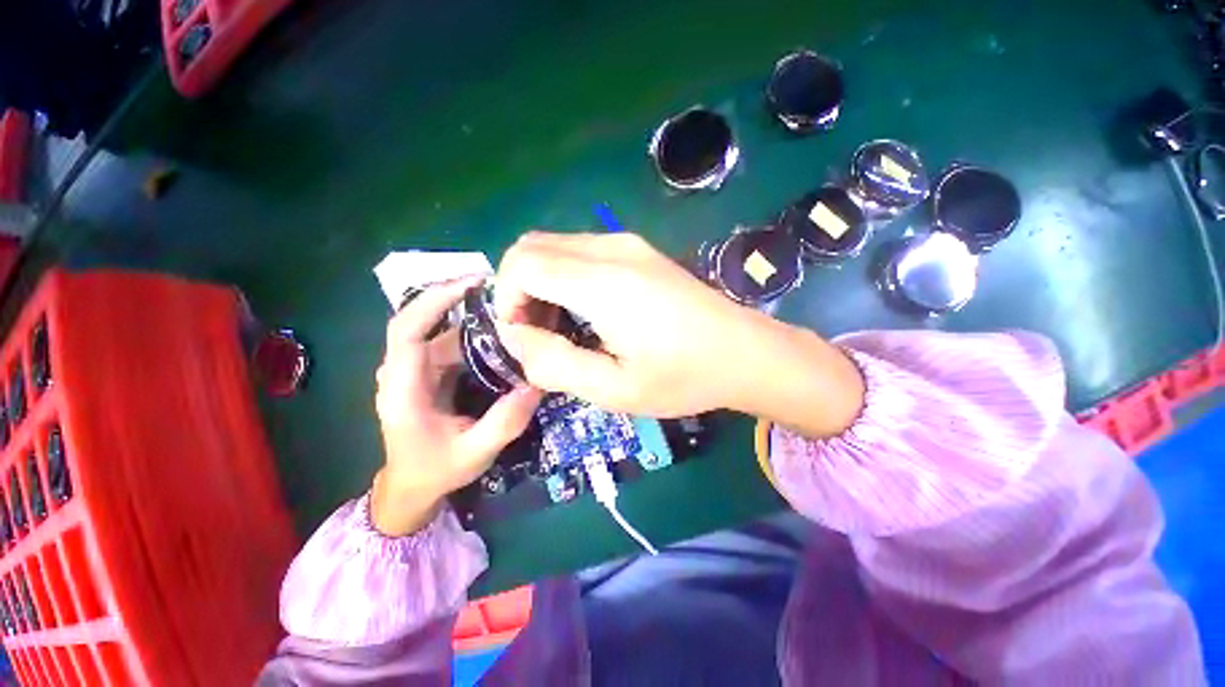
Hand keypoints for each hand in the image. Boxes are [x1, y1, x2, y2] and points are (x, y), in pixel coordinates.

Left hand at [372, 278, 541, 536]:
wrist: (411, 487)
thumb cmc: (436, 470)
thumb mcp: (474, 452)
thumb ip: (504, 422)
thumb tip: (536, 384)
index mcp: (402, 389)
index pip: (407, 330)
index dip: (434, 300)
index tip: (471, 284)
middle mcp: (402, 371)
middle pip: (426, 322)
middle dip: (461, 303)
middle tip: (504, 295)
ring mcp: (415, 370)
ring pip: (442, 332)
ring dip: (473, 322)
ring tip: (511, 316)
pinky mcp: (428, 373)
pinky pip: (450, 345)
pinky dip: (475, 337)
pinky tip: (501, 339)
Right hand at [494, 232, 863, 434]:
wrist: (744, 352)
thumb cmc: (683, 377)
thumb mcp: (614, 389)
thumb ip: (555, 364)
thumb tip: (517, 338)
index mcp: (602, 282)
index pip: (521, 263)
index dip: (507, 299)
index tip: (524, 337)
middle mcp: (611, 248)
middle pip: (532, 246)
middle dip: (519, 289)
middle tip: (541, 335)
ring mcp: (628, 243)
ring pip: (555, 246)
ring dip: (542, 282)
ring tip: (564, 328)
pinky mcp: (639, 249)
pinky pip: (580, 251)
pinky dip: (565, 276)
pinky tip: (588, 311)